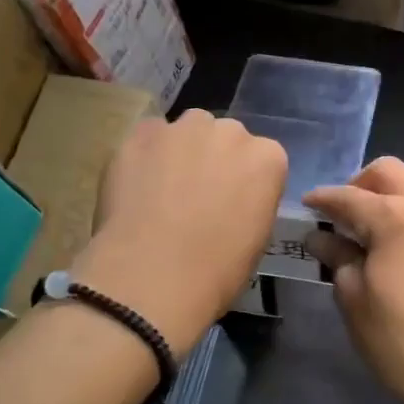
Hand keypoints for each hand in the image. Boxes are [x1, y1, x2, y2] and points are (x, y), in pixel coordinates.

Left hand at [72, 110, 287, 349]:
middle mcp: (230, 132)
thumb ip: (251, 201)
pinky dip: (145, 155)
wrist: (154, 274)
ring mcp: (184, 128)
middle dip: (214, 159)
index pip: (261, 159)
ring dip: (180, 151)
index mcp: (267, 158)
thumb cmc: (217, 269)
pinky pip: (148, 137)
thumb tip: (233, 200)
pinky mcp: (142, 134)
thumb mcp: (257, 238)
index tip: (231, 205)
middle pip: (224, 137)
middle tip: (197, 196)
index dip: (244, 182)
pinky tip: (136, 186)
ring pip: (186, 131)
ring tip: (163, 189)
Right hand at [304, 158, 403, 403]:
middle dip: (364, 183)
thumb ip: (338, 256)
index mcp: (396, 219)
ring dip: (402, 191)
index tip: (309, 203)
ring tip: (388, 222)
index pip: (350, 197)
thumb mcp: (354, 300)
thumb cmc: (398, 341)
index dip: (324, 198)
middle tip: (348, 211)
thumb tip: (320, 235)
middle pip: (393, 171)